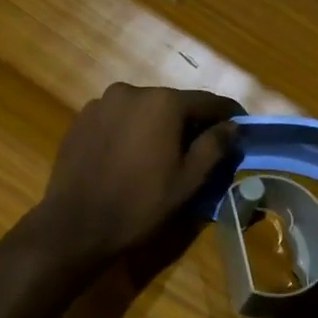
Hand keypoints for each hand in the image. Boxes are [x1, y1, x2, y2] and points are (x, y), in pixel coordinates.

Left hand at [30, 84, 242, 266]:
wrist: (75, 225)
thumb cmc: (140, 204)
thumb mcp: (188, 180)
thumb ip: (214, 146)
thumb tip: (232, 126)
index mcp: (163, 102)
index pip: (208, 102)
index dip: (229, 115)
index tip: (242, 128)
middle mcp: (132, 91)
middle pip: (173, 103)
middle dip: (191, 122)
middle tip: (202, 148)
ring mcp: (102, 103)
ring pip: (144, 110)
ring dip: (159, 126)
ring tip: (163, 155)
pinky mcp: (82, 119)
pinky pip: (118, 118)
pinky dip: (132, 130)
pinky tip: (131, 157)